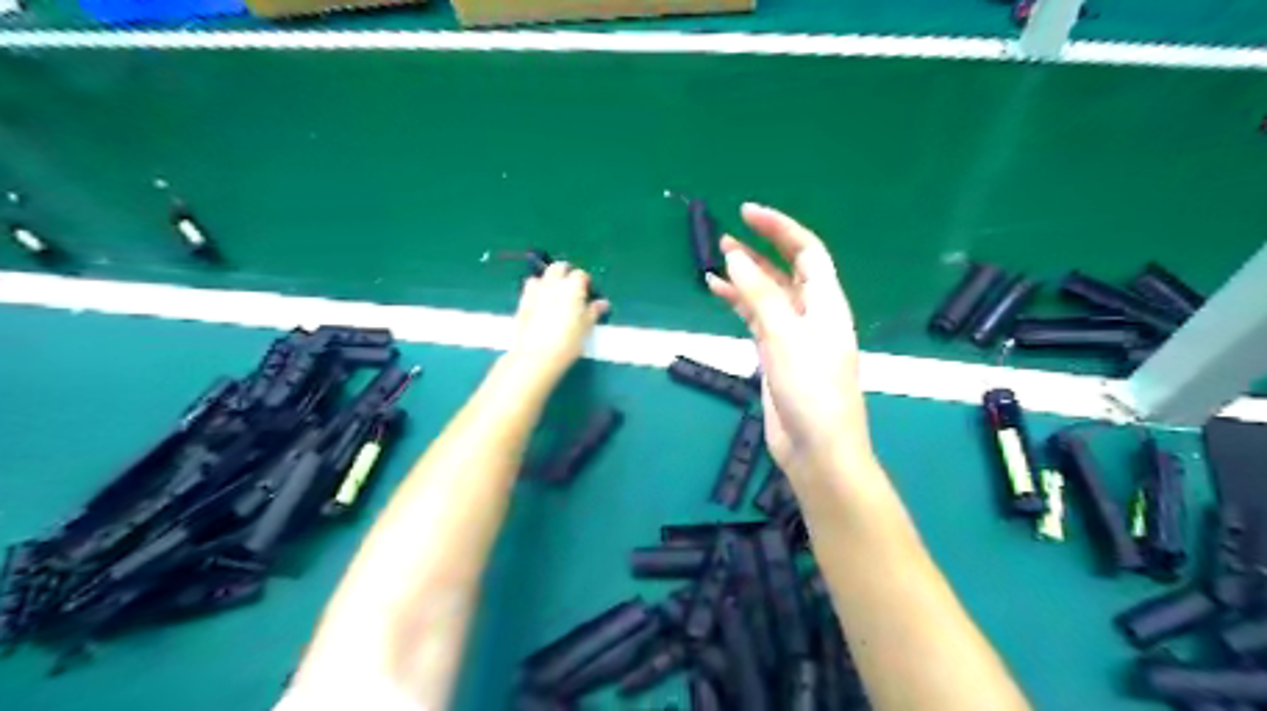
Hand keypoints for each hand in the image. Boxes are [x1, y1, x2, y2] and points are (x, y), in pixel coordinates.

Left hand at [507, 261, 609, 383]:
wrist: (537, 355)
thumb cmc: (568, 341)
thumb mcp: (586, 327)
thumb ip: (593, 312)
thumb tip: (602, 304)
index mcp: (572, 287)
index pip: (580, 275)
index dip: (585, 282)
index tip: (588, 292)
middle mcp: (553, 283)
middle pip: (558, 267)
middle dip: (565, 272)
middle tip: (571, 287)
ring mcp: (535, 291)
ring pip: (541, 276)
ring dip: (548, 280)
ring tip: (554, 295)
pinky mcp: (522, 302)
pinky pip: (529, 289)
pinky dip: (536, 291)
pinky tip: (540, 305)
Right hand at [709, 203, 878, 476]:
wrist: (816, 448)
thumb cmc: (811, 390)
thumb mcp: (785, 337)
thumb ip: (761, 296)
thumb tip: (735, 258)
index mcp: (827, 303)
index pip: (807, 252)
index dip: (780, 228)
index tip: (747, 213)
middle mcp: (812, 314)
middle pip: (787, 271)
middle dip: (760, 250)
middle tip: (725, 236)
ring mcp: (793, 335)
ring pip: (768, 295)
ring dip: (745, 277)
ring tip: (716, 260)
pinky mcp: (776, 354)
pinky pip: (757, 319)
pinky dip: (739, 304)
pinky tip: (718, 293)